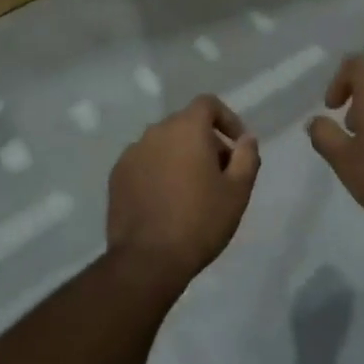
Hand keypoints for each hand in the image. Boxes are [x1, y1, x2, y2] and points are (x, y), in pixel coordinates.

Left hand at [107, 95, 260, 287]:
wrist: (147, 260)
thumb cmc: (200, 221)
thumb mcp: (237, 191)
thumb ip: (246, 157)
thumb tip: (246, 138)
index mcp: (186, 128)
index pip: (208, 104)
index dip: (227, 119)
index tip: (237, 146)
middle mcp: (156, 131)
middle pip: (186, 124)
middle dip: (206, 142)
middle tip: (220, 174)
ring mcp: (132, 152)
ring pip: (164, 144)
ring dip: (181, 156)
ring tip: (192, 191)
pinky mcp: (117, 175)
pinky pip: (145, 162)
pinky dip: (158, 171)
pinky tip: (166, 201)